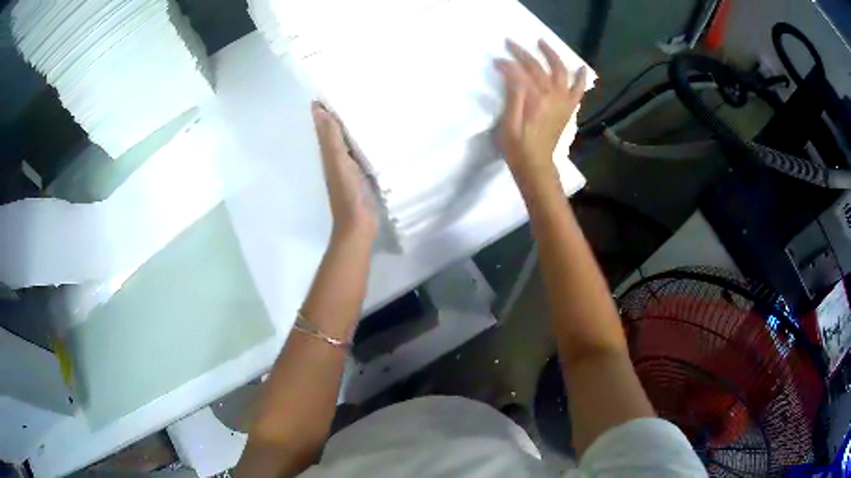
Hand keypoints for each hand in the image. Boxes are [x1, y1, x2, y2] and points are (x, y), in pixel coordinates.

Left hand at [312, 101, 378, 244]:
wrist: (359, 225)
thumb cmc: (348, 193)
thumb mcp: (338, 162)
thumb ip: (330, 138)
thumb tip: (317, 110)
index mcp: (329, 154)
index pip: (324, 126)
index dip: (324, 110)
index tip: (328, 90)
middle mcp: (337, 158)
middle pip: (336, 131)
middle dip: (339, 114)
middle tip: (350, 92)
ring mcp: (350, 167)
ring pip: (349, 140)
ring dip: (352, 126)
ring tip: (364, 107)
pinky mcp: (363, 174)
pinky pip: (361, 151)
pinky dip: (364, 140)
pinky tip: (375, 133)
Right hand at [495, 39, 586, 191]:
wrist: (536, 165)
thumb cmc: (517, 146)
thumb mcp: (508, 122)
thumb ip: (513, 94)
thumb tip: (510, 70)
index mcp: (536, 100)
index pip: (520, 72)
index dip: (507, 64)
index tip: (495, 60)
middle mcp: (552, 96)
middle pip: (538, 67)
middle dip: (523, 53)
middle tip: (510, 43)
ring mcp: (563, 102)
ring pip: (560, 71)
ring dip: (551, 55)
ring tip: (542, 43)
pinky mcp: (568, 109)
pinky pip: (578, 90)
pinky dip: (580, 78)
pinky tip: (581, 68)